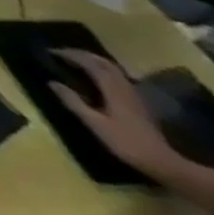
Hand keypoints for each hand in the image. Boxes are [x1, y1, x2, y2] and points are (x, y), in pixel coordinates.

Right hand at [51, 50, 180, 178]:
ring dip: (93, 60)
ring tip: (76, 61)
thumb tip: (52, 82)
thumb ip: (73, 102)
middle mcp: (125, 88)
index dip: (71, 55)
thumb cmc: (125, 142)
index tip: (51, 52)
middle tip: (62, 53)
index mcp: (113, 90)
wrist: (162, 162)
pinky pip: (118, 77)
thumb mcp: (95, 123)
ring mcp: (133, 95)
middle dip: (82, 54)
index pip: (91, 64)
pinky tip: (96, 77)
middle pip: (105, 63)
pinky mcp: (137, 102)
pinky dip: (103, 70)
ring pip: (113, 69)